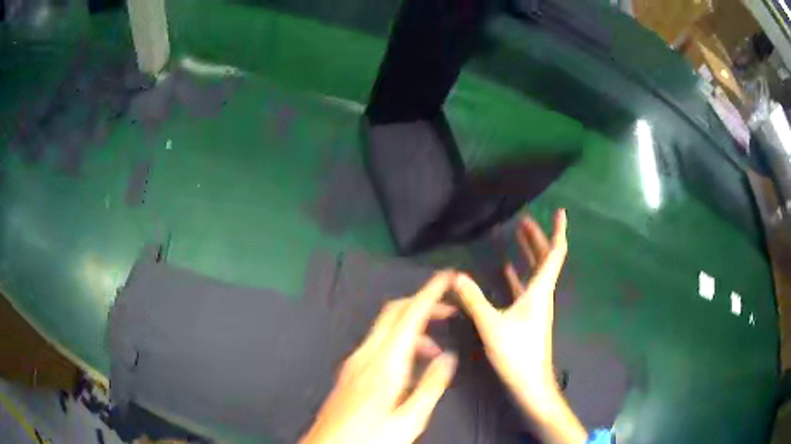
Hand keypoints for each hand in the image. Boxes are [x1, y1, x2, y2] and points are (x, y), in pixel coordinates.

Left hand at [301, 273, 458, 443]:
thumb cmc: (370, 438)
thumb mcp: (410, 419)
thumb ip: (431, 386)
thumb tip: (447, 357)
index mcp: (384, 364)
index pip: (409, 315)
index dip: (429, 292)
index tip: (447, 278)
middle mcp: (365, 355)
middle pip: (394, 312)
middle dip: (422, 303)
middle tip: (448, 310)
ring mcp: (354, 362)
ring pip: (386, 328)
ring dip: (413, 329)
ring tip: (434, 351)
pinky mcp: (349, 371)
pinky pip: (377, 344)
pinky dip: (398, 343)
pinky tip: (408, 367)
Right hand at [454, 209, 585, 443]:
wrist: (531, 383)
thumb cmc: (517, 354)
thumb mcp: (492, 326)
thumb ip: (475, 300)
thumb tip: (456, 276)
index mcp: (540, 291)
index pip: (555, 254)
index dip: (558, 231)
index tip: (559, 212)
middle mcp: (542, 294)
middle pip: (546, 259)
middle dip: (538, 238)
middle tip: (525, 220)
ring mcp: (537, 306)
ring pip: (536, 273)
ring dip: (529, 254)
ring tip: (517, 237)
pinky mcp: (529, 317)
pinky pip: (526, 288)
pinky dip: (519, 275)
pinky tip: (506, 271)